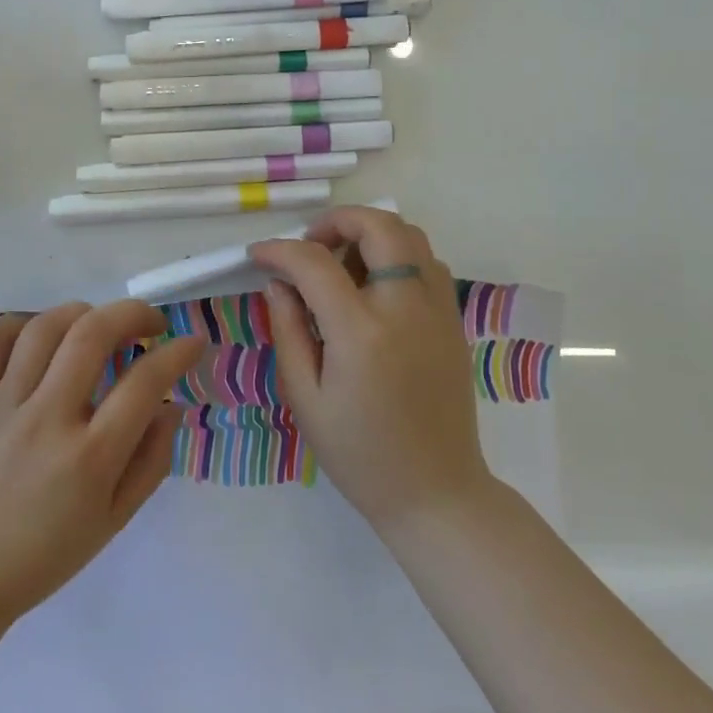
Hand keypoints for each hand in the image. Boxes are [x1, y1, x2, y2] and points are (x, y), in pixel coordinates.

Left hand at [0, 301, 203, 620]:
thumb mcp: (113, 520)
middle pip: (93, 334)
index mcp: (90, 457)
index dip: (178, 353)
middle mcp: (47, 419)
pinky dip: (21, 324)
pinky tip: (42, 334)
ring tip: (99, 324)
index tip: (192, 342)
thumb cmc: (45, 555)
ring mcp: (3, 405)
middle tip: (150, 323)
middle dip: (133, 313)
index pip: (145, 382)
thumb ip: (151, 460)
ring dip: (82, 312)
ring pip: (45, 327)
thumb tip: (171, 405)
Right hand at [252, 208, 491, 531]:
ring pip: (410, 237)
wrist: (435, 492)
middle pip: (379, 226)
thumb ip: (288, 331)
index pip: (314, 263)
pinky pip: (428, 264)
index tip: (258, 255)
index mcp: (361, 332)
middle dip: (337, 220)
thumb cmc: (359, 454)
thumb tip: (278, 283)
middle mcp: (406, 308)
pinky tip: (375, 289)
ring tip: (342, 266)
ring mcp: (438, 311)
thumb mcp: (305, 397)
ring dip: (371, 235)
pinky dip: (398, 257)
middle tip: (310, 246)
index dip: (279, 251)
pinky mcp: (454, 322)